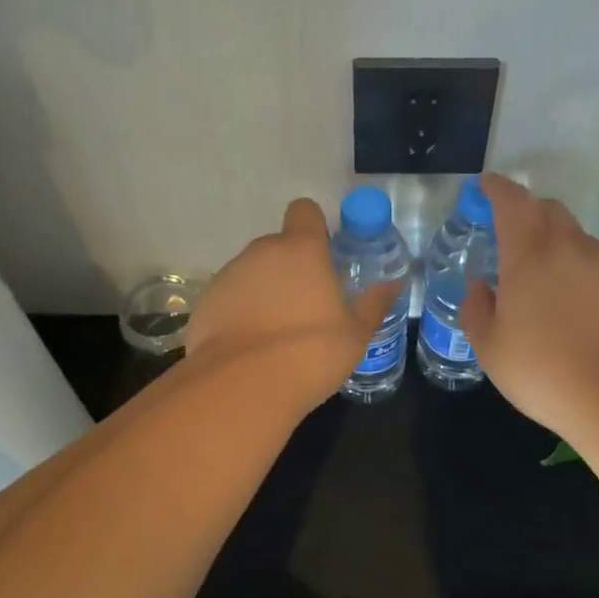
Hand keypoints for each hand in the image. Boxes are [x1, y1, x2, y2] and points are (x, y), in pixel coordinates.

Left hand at [187, 198, 398, 403]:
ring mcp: (228, 276)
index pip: (304, 211)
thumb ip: (373, 304)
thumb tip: (393, 285)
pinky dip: (239, 313)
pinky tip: (250, 346)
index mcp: (301, 250)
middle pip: (278, 246)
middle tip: (307, 305)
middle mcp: (261, 252)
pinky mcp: (205, 303)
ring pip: (252, 273)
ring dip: (264, 290)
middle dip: (291, 268)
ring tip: (276, 332)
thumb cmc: (312, 352)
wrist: (244, 386)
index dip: (314, 227)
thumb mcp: (356, 333)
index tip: (324, 254)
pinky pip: (229, 298)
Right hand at [461, 174, 598, 440]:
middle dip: (527, 212)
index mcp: (529, 253)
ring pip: (576, 238)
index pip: (512, 201)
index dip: (496, 188)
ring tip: (544, 282)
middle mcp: (570, 247)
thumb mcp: (490, 348)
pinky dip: (581, 272)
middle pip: (549, 210)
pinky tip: (577, 309)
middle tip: (511, 236)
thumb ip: (477, 310)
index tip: (485, 186)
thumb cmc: (545, 370)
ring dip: (556, 245)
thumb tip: (480, 288)